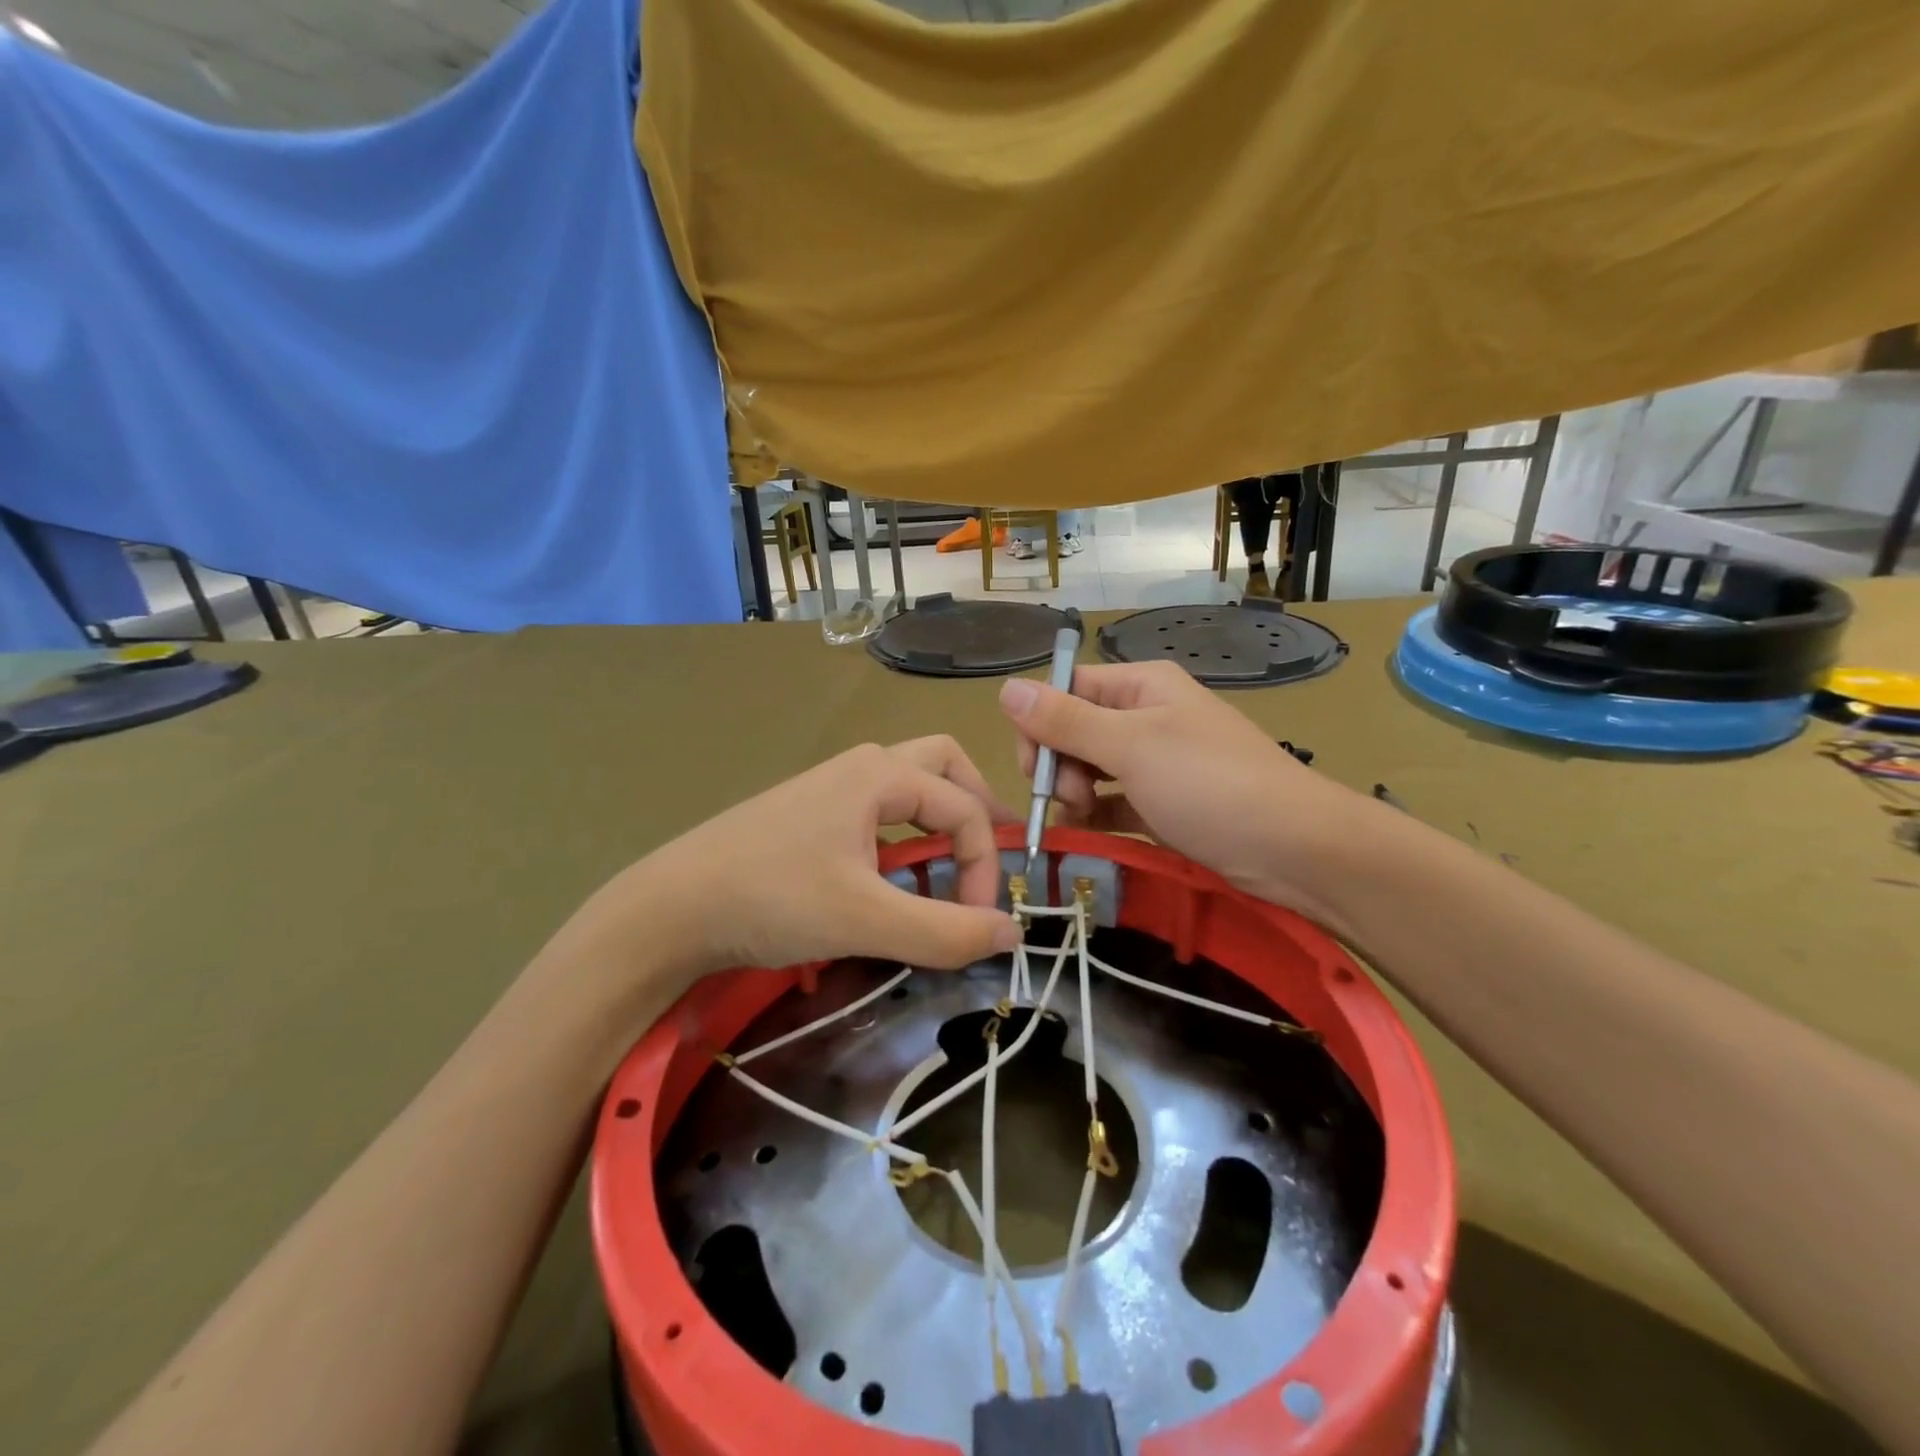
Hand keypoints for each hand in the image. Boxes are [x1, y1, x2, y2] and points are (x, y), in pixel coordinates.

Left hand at [554, 738, 1022, 1004]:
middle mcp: (861, 767)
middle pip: (943, 767)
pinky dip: (904, 835)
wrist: (670, 907)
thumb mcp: (866, 920)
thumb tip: (1012, 933)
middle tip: (988, 855)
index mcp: (881, 775)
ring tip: (948, 869)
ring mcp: (831, 788)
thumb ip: (945, 931)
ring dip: (939, 820)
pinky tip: (892, 880)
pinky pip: (877, 811)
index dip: (985, 865)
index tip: (978, 923)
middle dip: (975, 806)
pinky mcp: (810, 815)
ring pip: (908, 786)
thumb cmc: (773, 899)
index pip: (965, 809)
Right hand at [998, 662, 1368, 924]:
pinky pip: (1115, 801)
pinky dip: (1100, 814)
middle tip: (1073, 797)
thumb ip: (1064, 720)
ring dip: (1078, 793)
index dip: (1040, 724)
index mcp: (1140, 686)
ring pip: (1091, 768)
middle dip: (1060, 764)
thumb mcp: (1130, 747)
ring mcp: (1158, 761)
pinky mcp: (1166, 803)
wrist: (1294, 850)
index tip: (1032, 767)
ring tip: (1090, 817)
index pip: (1066, 690)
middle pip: (1074, 730)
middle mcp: (1147, 716)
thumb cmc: (1209, 784)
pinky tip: (1096, 831)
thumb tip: (1005, 688)